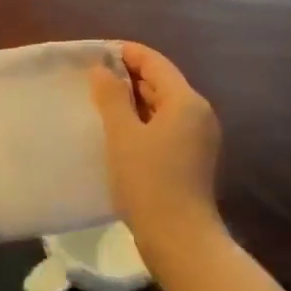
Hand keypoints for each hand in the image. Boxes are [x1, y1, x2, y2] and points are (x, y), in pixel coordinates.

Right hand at [89, 42, 221, 244]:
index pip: (155, 63)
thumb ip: (111, 97)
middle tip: (92, 77)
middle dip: (128, 76)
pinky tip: (118, 131)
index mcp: (186, 101)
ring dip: (134, 100)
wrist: (179, 238)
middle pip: (162, 83)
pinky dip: (142, 122)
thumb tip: (103, 70)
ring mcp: (198, 138)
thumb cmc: (149, 181)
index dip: (127, 53)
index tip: (97, 53)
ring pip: (163, 107)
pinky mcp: (192, 159)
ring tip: (100, 102)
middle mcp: (198, 114)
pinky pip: (165, 127)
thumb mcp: (123, 135)